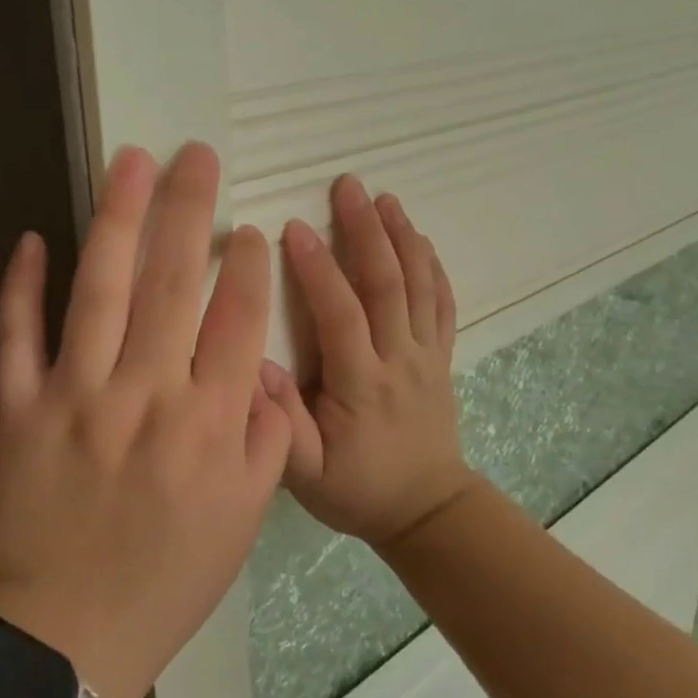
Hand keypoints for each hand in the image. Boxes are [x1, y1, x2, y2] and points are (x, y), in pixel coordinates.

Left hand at [0, 143, 291, 697]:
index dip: (248, 266)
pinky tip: (34, 238)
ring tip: (132, 163)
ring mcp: (76, 398)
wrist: (70, 636)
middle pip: (173, 283)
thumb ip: (268, 436)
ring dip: (118, 220)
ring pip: (100, 291)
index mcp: (209, 423)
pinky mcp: (18, 411)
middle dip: (189, 209)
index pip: (237, 319)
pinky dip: (20, 286)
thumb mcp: (247, 516)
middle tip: (197, 154)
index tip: (249, 228)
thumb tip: (261, 366)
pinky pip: (16, 337)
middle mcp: (146, 395)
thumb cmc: (171, 576)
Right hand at [262, 175, 475, 550]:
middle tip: (348, 185)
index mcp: (361, 384)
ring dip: (402, 237)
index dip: (318, 268)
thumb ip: (280, 424)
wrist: (427, 511)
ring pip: (419, 286)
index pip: (341, 314)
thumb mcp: (305, 474)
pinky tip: (421, 238)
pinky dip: (433, 266)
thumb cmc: (358, 489)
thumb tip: (254, 366)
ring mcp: (427, 355)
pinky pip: (443, 304)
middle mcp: (399, 359)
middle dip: (366, 230)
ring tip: (385, 197)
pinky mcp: (442, 357)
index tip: (294, 227)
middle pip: (387, 284)